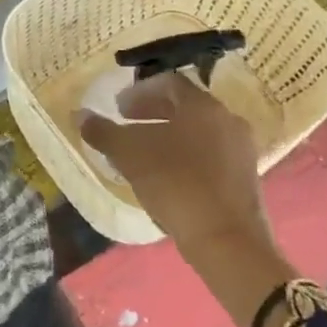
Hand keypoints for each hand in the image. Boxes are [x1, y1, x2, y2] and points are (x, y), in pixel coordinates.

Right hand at [78, 75, 295, 325]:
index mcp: (202, 105)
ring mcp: (241, 150)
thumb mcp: (130, 156)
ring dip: (168, 136)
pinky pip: (210, 155)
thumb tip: (80, 115)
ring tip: (143, 154)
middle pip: (184, 106)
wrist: (228, 244)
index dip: (139, 92)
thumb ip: (103, 132)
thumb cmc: (177, 186)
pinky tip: (166, 177)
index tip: (118, 108)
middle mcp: (227, 120)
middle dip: (152, 112)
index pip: (168, 82)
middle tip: (126, 125)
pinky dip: (186, 156)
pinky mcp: (246, 179)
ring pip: (198, 132)